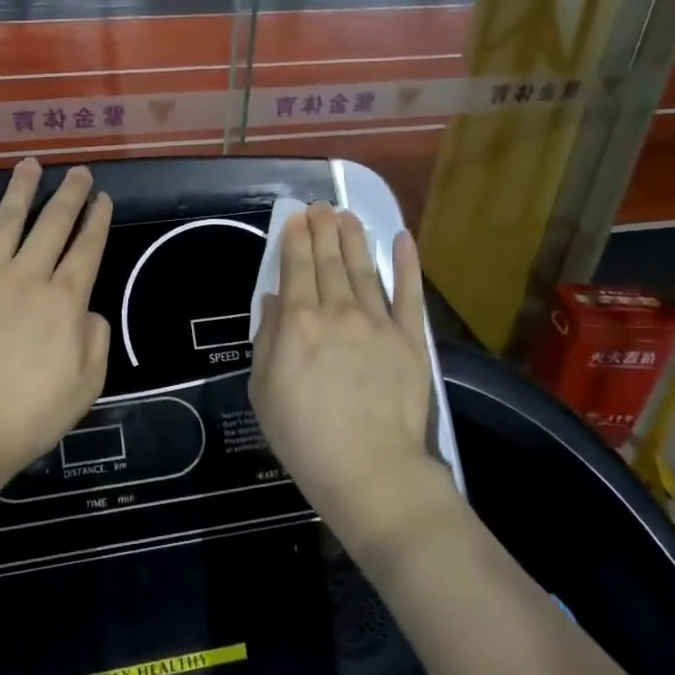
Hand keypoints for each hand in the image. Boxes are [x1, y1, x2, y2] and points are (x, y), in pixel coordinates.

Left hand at [0, 159, 112, 482]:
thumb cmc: (31, 414)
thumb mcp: (88, 383)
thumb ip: (96, 338)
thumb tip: (86, 310)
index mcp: (64, 300)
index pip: (87, 247)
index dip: (97, 219)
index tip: (102, 198)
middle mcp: (26, 277)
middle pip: (52, 224)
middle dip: (69, 194)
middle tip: (78, 172)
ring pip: (5, 221)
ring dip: (20, 190)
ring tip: (30, 165)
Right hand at [250, 203, 435, 546]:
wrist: (369, 468)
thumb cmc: (304, 436)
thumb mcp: (264, 390)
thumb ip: (267, 338)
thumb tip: (273, 299)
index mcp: (298, 322)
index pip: (296, 267)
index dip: (296, 238)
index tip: (297, 216)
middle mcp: (338, 311)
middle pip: (329, 260)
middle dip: (324, 229)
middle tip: (322, 206)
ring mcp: (378, 322)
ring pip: (364, 268)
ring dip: (355, 238)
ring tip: (348, 215)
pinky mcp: (411, 339)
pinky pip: (408, 293)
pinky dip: (406, 263)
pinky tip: (402, 239)